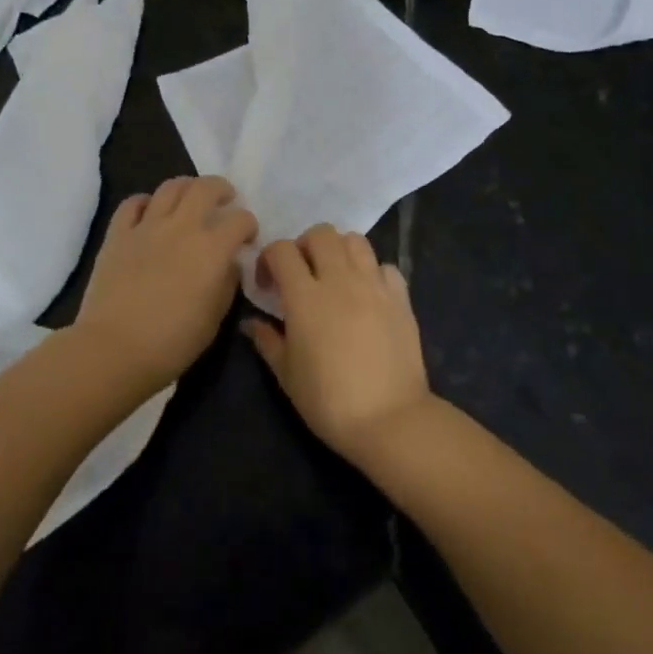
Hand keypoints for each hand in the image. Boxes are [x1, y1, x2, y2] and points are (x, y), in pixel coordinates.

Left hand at [74, 176, 257, 390]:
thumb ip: (227, 283)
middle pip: (206, 187)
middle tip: (224, 200)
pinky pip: (132, 203)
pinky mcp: (118, 234)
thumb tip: (228, 264)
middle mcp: (182, 227)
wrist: (114, 349)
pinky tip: (150, 212)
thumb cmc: (173, 342)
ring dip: (186, 187)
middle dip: (221, 189)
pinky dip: (145, 202)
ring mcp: (147, 226)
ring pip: (170, 187)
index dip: (249, 225)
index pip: (240, 219)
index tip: (247, 238)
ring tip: (190, 199)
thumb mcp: (215, 318)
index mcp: (212, 248)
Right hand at [243, 225, 432, 464]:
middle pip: (321, 233)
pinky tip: (367, 294)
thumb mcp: (287, 375)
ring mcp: (374, 285)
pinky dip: (372, 272)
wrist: (390, 419)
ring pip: (355, 240)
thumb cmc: (329, 401)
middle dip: (305, 245)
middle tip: (302, 273)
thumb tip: (251, 322)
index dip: (269, 258)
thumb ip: (267, 341)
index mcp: (305, 296)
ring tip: (335, 276)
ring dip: (339, 250)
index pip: (282, 250)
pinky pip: (385, 266)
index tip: (268, 283)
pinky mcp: (400, 297)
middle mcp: (340, 280)